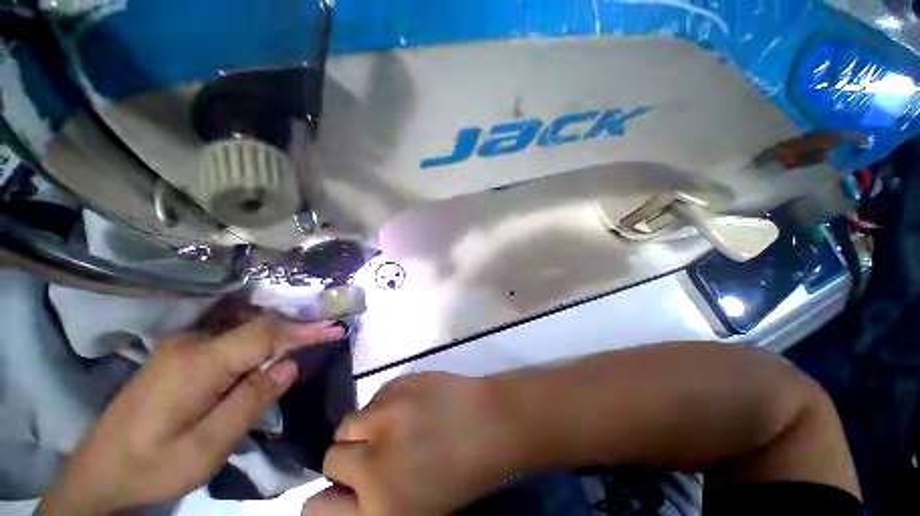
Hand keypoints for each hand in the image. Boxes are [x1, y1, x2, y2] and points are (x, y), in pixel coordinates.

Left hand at [40, 316, 343, 514]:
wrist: (100, 473)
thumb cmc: (153, 466)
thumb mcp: (206, 447)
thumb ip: (250, 402)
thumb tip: (288, 366)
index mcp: (195, 364)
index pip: (263, 334)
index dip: (303, 330)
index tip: (335, 329)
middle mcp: (190, 342)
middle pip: (255, 326)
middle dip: (295, 331)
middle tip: (327, 337)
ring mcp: (182, 344)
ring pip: (244, 329)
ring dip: (278, 336)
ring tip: (305, 344)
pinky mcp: (180, 353)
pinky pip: (231, 337)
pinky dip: (259, 341)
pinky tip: (268, 353)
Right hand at [323, 373, 523, 515]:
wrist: (489, 424)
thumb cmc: (459, 475)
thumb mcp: (414, 510)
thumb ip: (373, 504)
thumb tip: (344, 490)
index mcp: (378, 510)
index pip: (316, 508)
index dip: (326, 497)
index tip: (340, 488)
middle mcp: (372, 463)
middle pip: (331, 457)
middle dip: (348, 457)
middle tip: (375, 452)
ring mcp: (385, 416)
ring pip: (349, 422)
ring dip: (364, 427)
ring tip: (393, 426)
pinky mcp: (399, 383)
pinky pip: (375, 397)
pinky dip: (383, 405)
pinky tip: (409, 406)